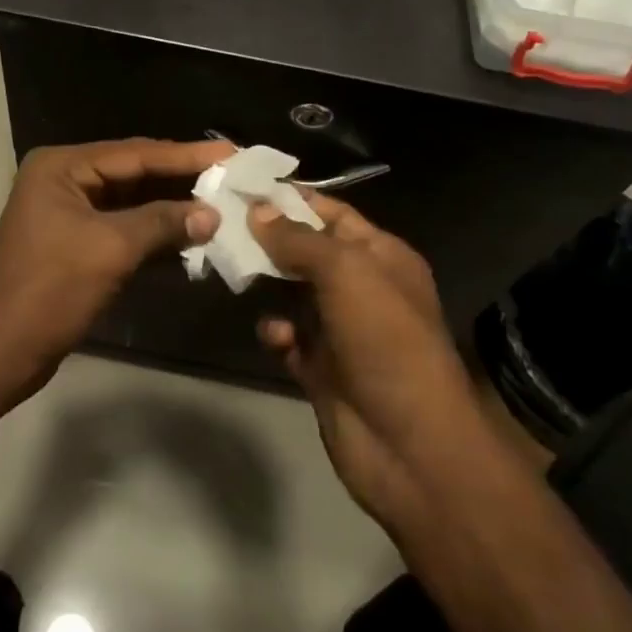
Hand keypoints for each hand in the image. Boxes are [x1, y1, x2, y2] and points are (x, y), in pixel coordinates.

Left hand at [0, 139, 229, 406]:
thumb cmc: (49, 290)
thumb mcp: (110, 250)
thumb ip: (163, 223)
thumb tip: (212, 214)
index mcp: (62, 167)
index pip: (136, 153)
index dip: (186, 154)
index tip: (232, 152)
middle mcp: (64, 179)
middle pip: (135, 172)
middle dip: (182, 179)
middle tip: (232, 175)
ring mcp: (68, 212)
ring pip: (132, 202)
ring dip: (172, 208)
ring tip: (221, 203)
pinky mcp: (75, 243)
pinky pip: (123, 228)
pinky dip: (155, 234)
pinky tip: (191, 238)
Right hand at [250, 195, 481, 528]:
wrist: (410, 445)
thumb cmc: (385, 338)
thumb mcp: (346, 271)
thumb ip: (299, 239)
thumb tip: (258, 210)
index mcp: (380, 255)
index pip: (331, 213)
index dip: (291, 199)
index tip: (243, 186)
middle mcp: (362, 287)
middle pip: (307, 251)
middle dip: (269, 238)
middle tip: (221, 223)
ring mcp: (341, 329)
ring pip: (293, 293)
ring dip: (266, 282)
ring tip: (233, 268)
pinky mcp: (321, 368)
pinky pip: (289, 338)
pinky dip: (277, 332)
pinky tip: (274, 335)